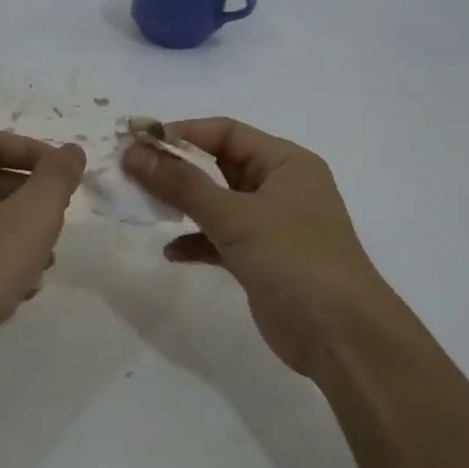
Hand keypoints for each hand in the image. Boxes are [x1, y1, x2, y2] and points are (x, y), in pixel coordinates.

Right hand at [122, 118, 397, 374]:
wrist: (338, 334)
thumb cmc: (293, 259)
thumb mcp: (235, 216)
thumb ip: (182, 185)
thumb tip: (134, 152)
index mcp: (285, 163)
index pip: (226, 133)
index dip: (181, 134)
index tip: (135, 142)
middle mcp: (280, 187)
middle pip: (219, 166)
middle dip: (176, 169)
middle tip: (129, 174)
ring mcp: (271, 225)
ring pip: (217, 204)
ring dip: (182, 205)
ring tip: (141, 208)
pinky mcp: (261, 260)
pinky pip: (221, 239)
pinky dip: (197, 242)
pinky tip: (171, 252)